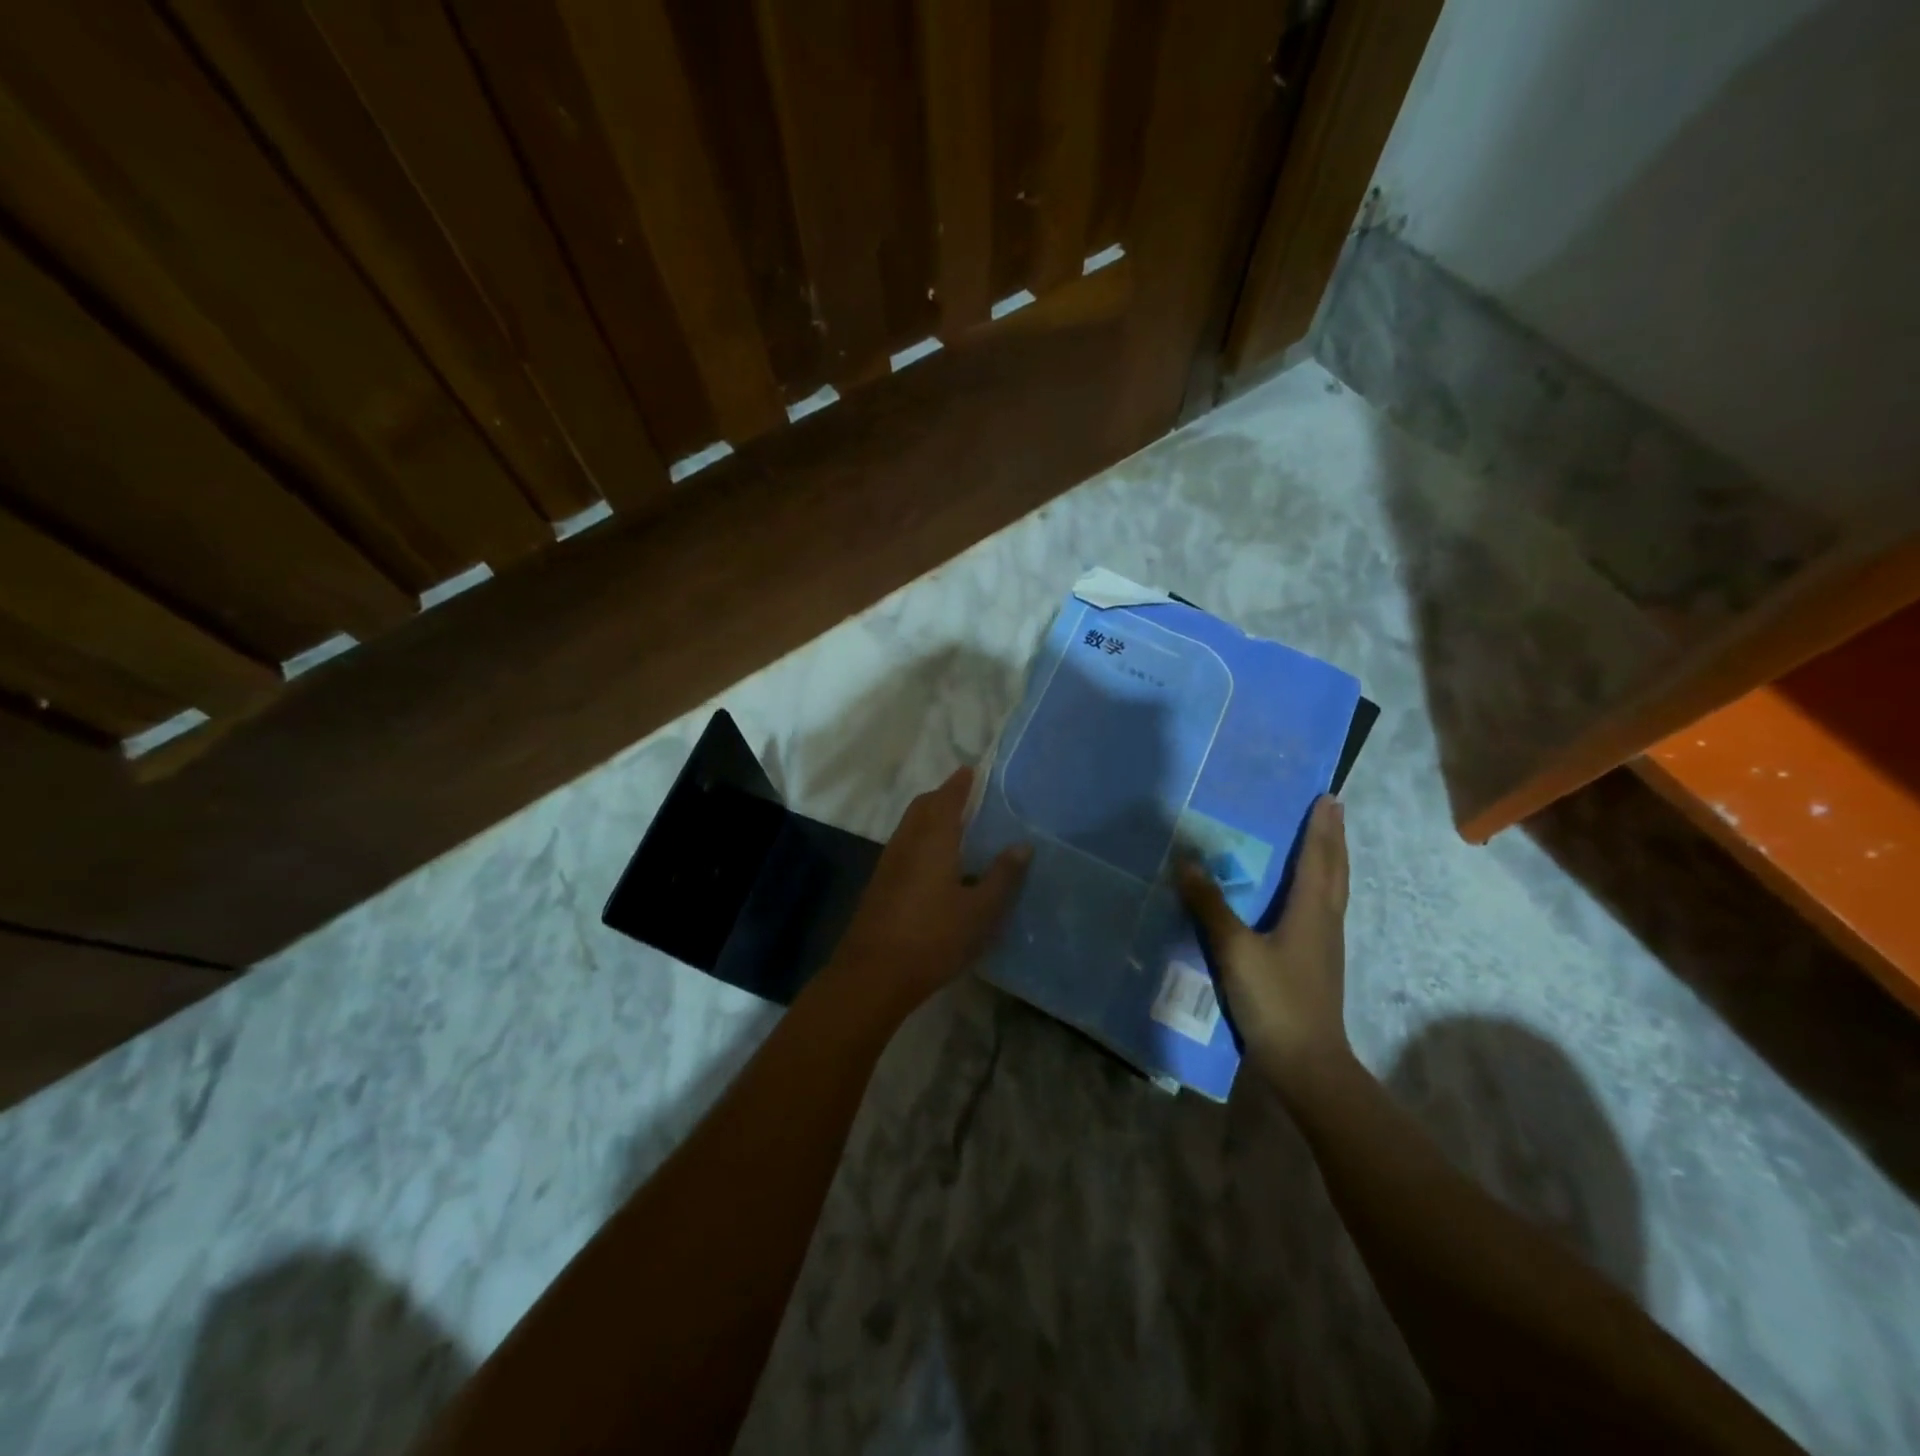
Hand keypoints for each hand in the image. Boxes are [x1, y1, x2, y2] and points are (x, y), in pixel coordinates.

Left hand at [826, 767, 1030, 1019]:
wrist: (874, 974)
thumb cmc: (934, 938)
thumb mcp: (980, 911)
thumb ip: (1002, 876)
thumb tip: (1022, 845)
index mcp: (933, 839)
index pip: (947, 797)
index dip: (961, 783)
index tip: (975, 771)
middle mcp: (907, 842)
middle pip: (923, 806)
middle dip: (944, 796)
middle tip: (969, 798)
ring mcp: (889, 863)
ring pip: (911, 826)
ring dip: (930, 818)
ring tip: (958, 828)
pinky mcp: (880, 884)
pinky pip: (904, 846)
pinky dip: (922, 839)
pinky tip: (938, 864)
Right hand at [1177, 795, 1352, 1093]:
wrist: (1307, 1063)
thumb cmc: (1275, 1000)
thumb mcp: (1235, 951)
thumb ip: (1210, 906)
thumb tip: (1186, 862)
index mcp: (1311, 912)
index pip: (1318, 858)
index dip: (1321, 828)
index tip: (1327, 797)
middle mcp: (1325, 922)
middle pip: (1335, 871)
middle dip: (1333, 838)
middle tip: (1332, 809)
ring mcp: (1325, 946)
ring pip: (1334, 891)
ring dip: (1330, 861)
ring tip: (1323, 842)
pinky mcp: (1317, 964)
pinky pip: (1323, 910)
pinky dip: (1320, 888)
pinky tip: (1305, 897)